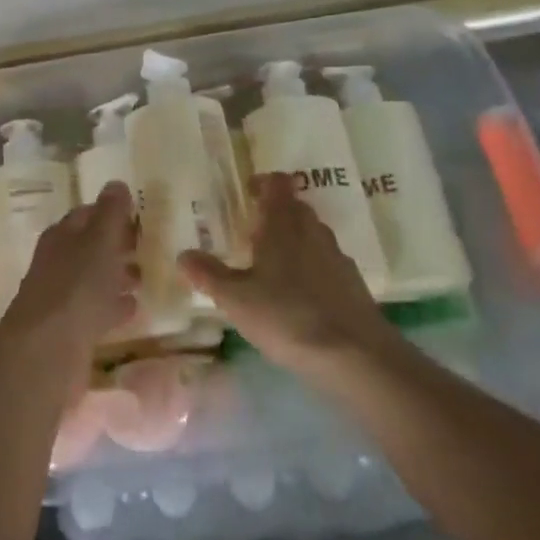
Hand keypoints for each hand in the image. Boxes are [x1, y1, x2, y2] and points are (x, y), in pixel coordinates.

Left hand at [0, 182, 140, 358]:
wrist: (47, 351)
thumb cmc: (76, 287)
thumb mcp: (99, 242)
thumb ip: (110, 213)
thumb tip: (116, 183)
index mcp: (61, 236)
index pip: (86, 214)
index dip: (110, 212)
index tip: (138, 214)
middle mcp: (57, 262)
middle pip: (89, 246)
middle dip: (116, 244)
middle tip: (147, 244)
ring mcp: (62, 296)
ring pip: (93, 278)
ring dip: (117, 275)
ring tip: (145, 276)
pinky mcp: (70, 328)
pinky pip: (97, 309)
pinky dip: (114, 306)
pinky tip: (134, 308)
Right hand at [179, 174, 396, 386]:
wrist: (356, 356)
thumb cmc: (288, 317)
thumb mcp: (236, 299)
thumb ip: (209, 275)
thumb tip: (183, 254)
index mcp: (283, 224)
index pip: (277, 184)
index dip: (262, 183)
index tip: (246, 192)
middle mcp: (312, 232)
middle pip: (295, 208)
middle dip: (275, 213)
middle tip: (251, 231)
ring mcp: (337, 257)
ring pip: (312, 236)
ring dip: (294, 241)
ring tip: (271, 265)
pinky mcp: (353, 285)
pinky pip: (326, 263)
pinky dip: (311, 268)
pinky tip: (299, 296)